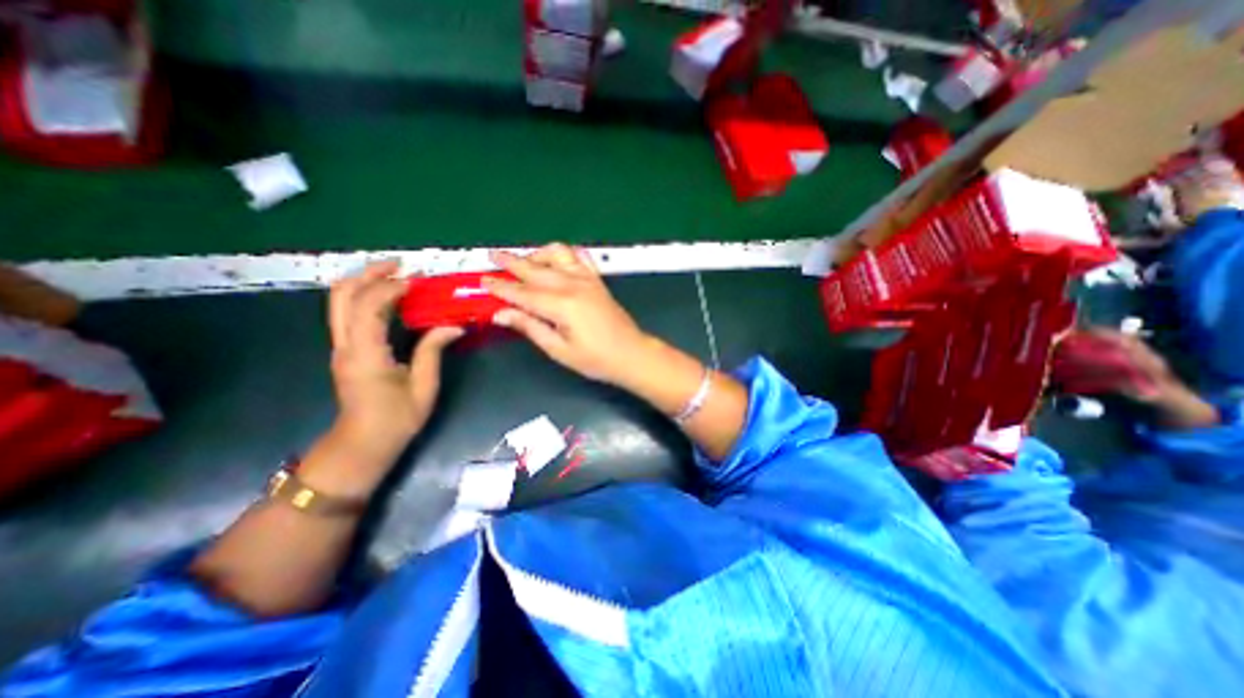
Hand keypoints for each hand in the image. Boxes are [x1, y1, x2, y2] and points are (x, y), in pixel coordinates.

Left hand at [328, 259, 462, 459]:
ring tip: (395, 275)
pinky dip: (365, 297)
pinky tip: (389, 298)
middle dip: (369, 273)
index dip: (391, 288)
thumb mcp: (424, 386)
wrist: (363, 444)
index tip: (418, 281)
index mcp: (366, 354)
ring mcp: (340, 347)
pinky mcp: (345, 350)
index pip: (369, 307)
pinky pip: (347, 313)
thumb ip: (433, 350)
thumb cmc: (397, 419)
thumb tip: (453, 325)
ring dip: (364, 282)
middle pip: (342, 295)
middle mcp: (345, 345)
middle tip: (400, 265)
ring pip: (339, 301)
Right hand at [480, 244, 652, 386]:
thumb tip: (501, 314)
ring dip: (537, 254)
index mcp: (561, 305)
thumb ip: (530, 328)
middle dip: (512, 262)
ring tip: (524, 262)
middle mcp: (573, 285)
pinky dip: (563, 254)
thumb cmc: (596, 359)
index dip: (501, 287)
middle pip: (536, 269)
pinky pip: (578, 257)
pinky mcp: (597, 280)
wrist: (631, 354)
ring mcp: (587, 279)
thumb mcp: (558, 350)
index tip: (482, 281)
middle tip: (493, 257)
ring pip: (557, 254)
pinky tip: (556, 260)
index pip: (522, 293)